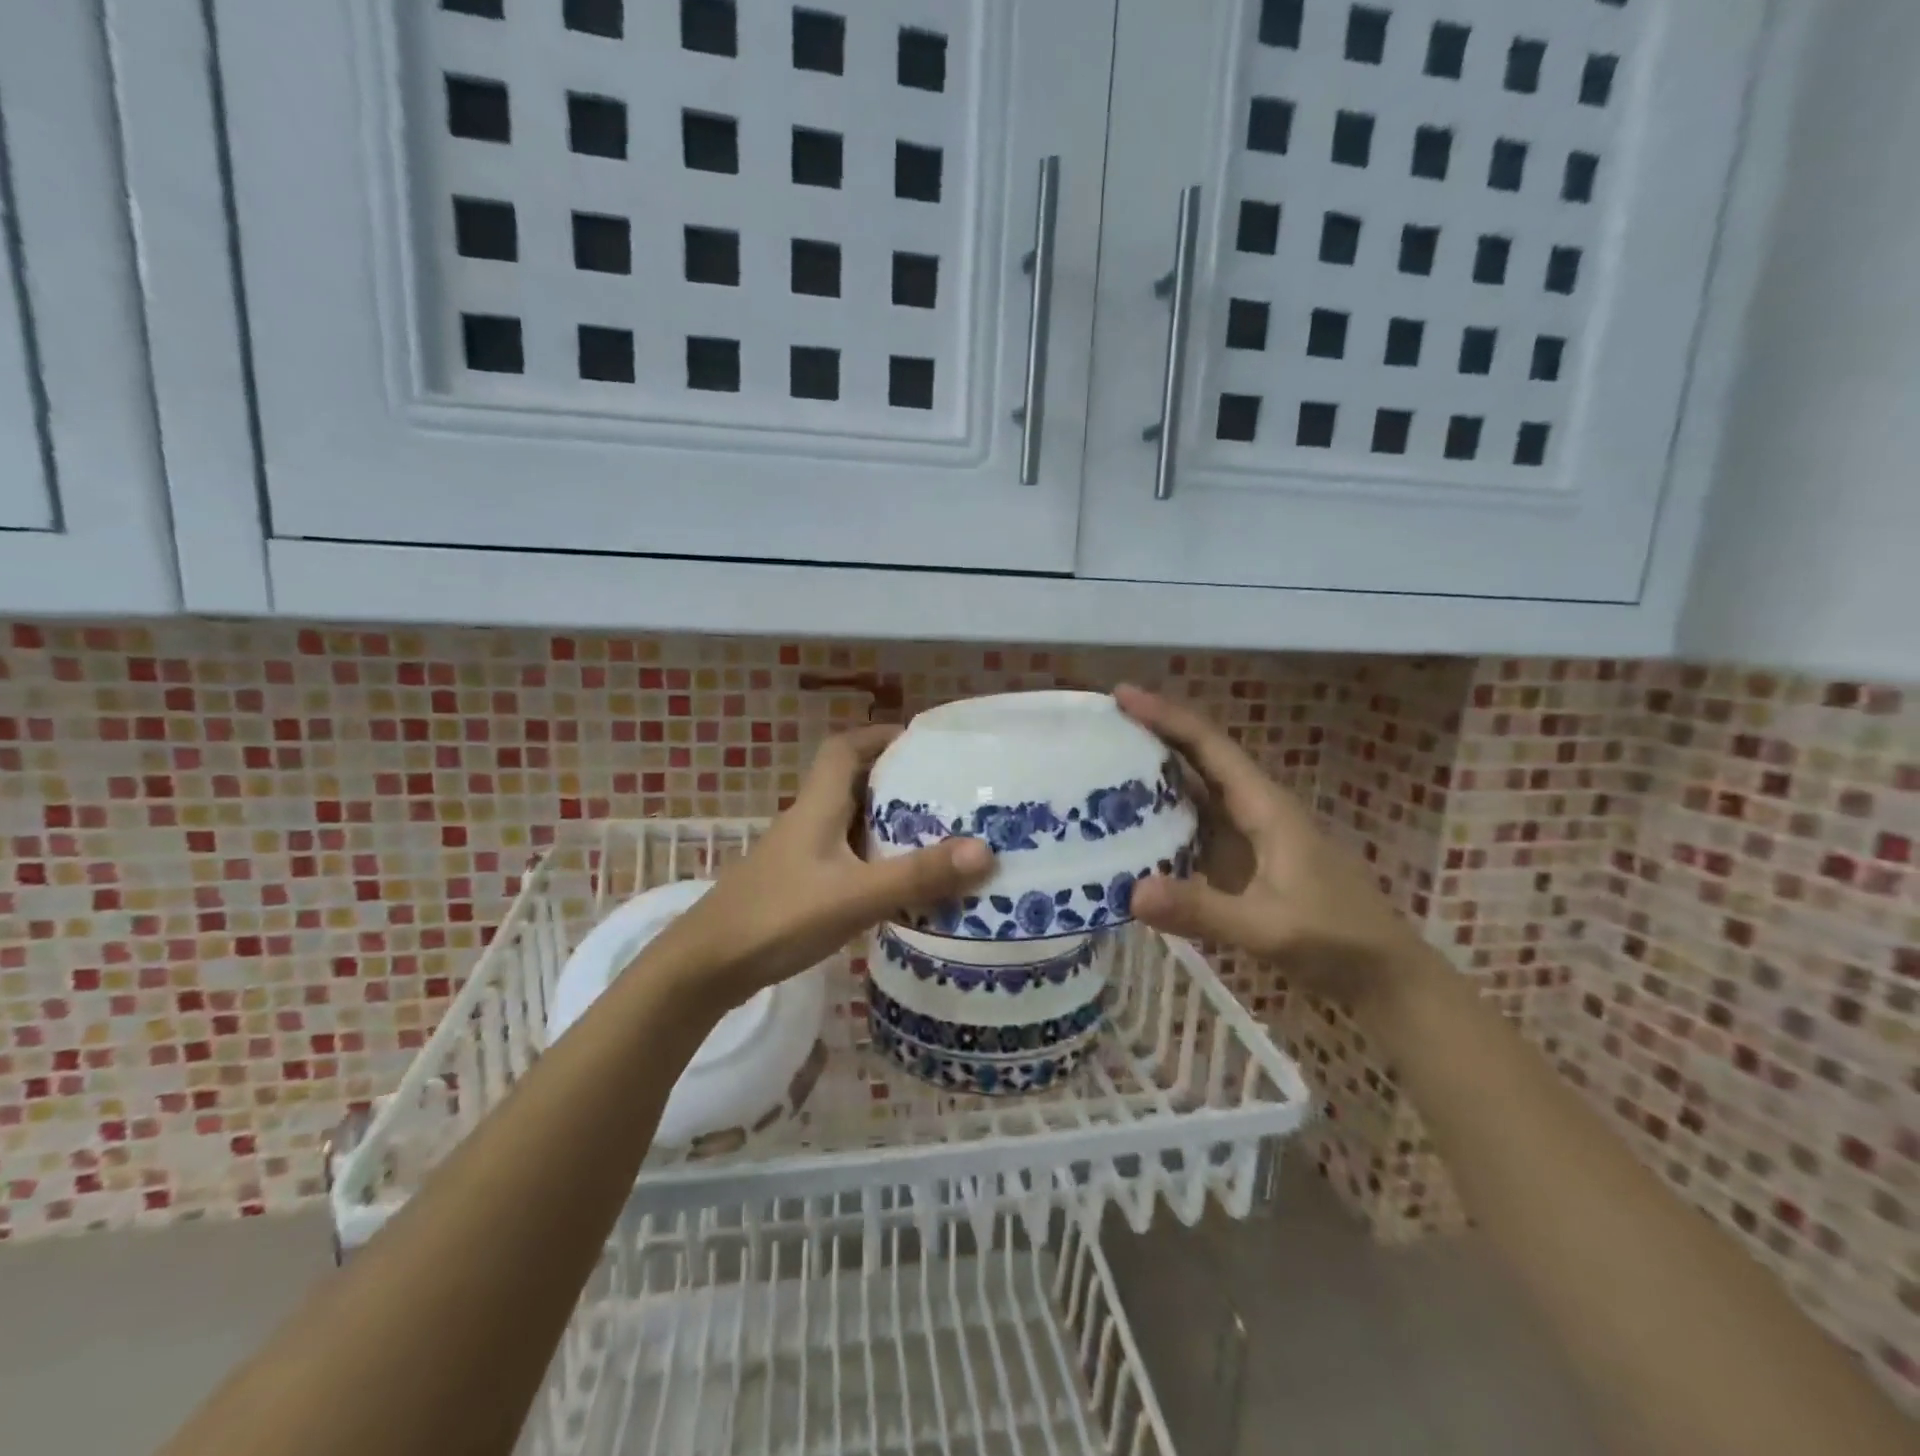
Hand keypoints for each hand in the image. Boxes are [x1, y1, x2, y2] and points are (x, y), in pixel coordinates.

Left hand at [653, 725, 994, 1009]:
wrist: (706, 968)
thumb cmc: (778, 917)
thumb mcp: (855, 895)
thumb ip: (917, 876)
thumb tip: (985, 850)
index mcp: (817, 807)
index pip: (844, 749)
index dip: (878, 736)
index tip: (919, 741)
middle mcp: (807, 822)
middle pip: (851, 783)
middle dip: (894, 781)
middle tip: (942, 793)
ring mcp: (798, 855)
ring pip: (847, 823)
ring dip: (885, 823)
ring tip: (933, 835)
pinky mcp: (796, 886)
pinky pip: (843, 857)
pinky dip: (871, 860)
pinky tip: (895, 884)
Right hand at [1115, 684, 1428, 1011]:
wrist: (1382, 977)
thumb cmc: (1337, 942)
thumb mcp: (1270, 928)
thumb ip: (1203, 910)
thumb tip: (1130, 892)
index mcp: (1264, 807)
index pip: (1208, 747)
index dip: (1165, 716)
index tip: (1121, 694)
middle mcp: (1251, 811)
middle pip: (1196, 760)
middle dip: (1150, 738)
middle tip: (1095, 729)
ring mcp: (1245, 838)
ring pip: (1190, 795)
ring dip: (1149, 781)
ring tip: (1095, 772)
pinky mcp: (1238, 865)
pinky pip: (1189, 832)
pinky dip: (1157, 825)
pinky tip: (1124, 835)